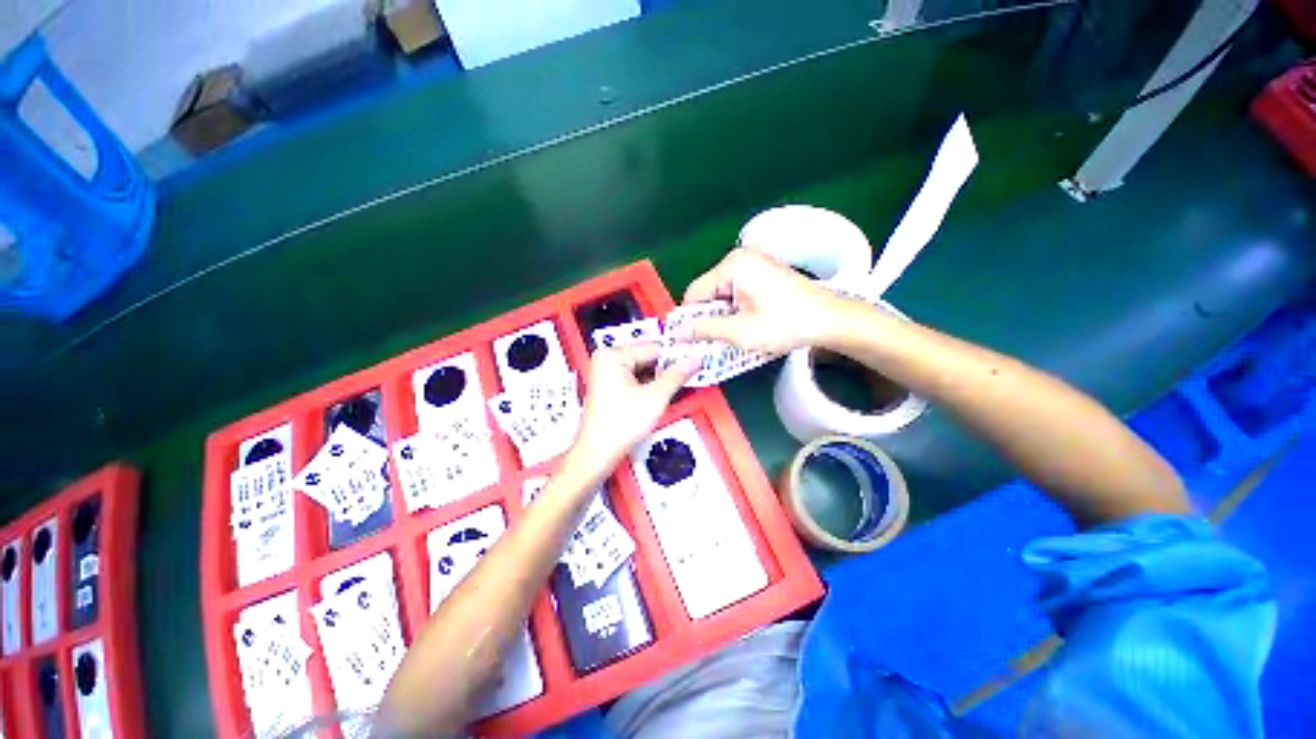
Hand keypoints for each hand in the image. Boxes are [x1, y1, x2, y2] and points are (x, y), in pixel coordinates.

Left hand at [568, 344, 697, 475]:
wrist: (599, 452)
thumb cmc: (615, 427)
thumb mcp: (655, 397)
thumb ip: (676, 376)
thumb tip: (690, 362)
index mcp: (611, 356)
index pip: (652, 347)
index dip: (675, 355)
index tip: (692, 357)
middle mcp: (606, 361)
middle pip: (647, 357)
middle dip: (667, 367)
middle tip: (688, 371)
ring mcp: (606, 374)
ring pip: (642, 369)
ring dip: (659, 378)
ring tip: (674, 385)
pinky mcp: (610, 387)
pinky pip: (635, 379)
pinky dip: (649, 385)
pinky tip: (660, 393)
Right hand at [680, 248, 844, 353]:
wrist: (829, 320)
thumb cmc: (784, 325)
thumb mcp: (740, 332)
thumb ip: (705, 330)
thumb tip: (677, 332)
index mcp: (732, 266)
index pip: (694, 293)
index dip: (689, 318)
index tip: (690, 340)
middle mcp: (739, 257)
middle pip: (708, 291)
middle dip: (708, 316)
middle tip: (714, 340)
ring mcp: (753, 262)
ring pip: (721, 293)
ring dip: (722, 314)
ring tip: (733, 333)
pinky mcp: (762, 270)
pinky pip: (735, 290)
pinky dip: (734, 308)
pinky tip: (745, 322)